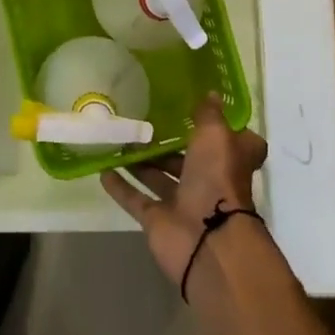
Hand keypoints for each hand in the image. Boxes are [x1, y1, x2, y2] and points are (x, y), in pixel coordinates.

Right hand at [102, 95, 268, 287]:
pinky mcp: (158, 221)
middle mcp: (209, 181)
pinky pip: (136, 200)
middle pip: (189, 160)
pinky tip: (101, 170)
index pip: (233, 144)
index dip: (223, 129)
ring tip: (119, 141)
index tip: (203, 112)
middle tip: (143, 123)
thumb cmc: (218, 179)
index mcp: (229, 161)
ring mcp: (183, 203)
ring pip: (159, 178)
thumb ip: (208, 115)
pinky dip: (121, 187)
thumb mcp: (216, 135)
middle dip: (168, 145)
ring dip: (141, 162)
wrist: (208, 240)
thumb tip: (212, 94)